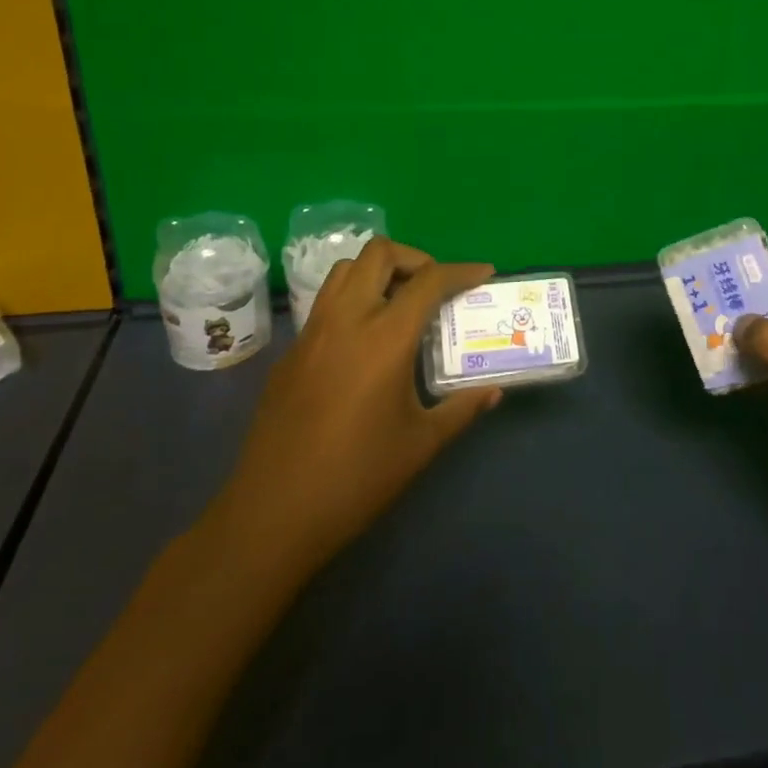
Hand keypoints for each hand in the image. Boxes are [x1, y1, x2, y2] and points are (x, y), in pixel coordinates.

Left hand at [209, 238, 500, 579]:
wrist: (273, 514)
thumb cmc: (357, 479)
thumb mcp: (421, 443)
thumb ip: (461, 409)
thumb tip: (494, 392)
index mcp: (384, 337)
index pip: (429, 280)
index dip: (461, 270)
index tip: (483, 274)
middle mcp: (346, 319)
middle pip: (379, 254)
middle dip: (415, 258)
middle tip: (435, 287)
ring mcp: (312, 332)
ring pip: (345, 270)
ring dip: (378, 272)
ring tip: (401, 303)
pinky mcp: (290, 352)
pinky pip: (325, 302)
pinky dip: (353, 299)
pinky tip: (365, 341)